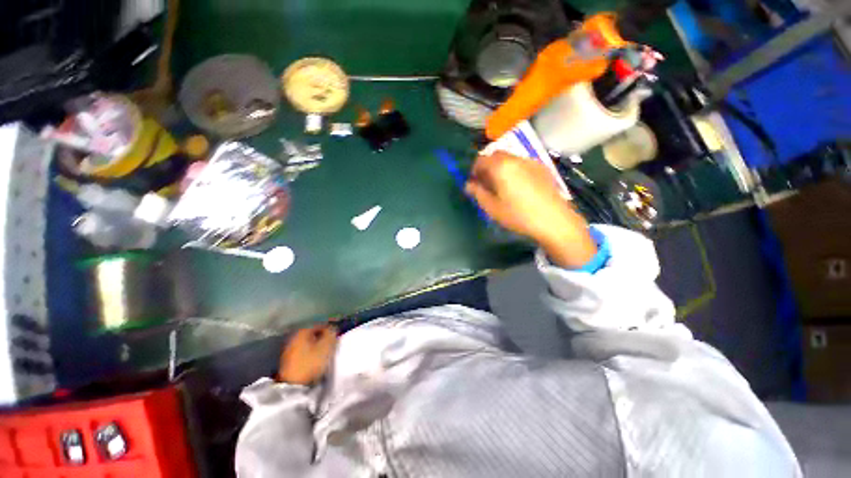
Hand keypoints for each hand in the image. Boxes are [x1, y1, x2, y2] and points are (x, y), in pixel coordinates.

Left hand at [277, 325, 337, 384]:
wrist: (292, 385)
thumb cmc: (311, 362)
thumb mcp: (326, 345)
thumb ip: (331, 333)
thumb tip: (333, 328)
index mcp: (302, 331)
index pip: (320, 324)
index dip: (331, 327)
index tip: (338, 333)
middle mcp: (294, 337)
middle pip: (313, 333)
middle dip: (323, 336)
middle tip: (333, 341)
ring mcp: (289, 349)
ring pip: (308, 342)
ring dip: (317, 344)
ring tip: (326, 351)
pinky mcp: (288, 360)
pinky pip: (304, 351)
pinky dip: (312, 352)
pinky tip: (317, 358)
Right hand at [465, 152, 596, 268]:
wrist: (554, 221)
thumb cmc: (518, 215)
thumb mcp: (492, 207)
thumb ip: (477, 193)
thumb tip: (468, 184)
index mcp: (501, 166)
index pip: (480, 160)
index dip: (474, 171)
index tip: (474, 184)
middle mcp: (516, 158)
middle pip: (495, 155)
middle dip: (487, 167)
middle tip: (486, 185)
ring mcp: (531, 161)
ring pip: (509, 159)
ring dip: (500, 168)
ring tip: (502, 186)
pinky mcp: (542, 168)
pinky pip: (522, 163)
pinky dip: (514, 170)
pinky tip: (518, 187)